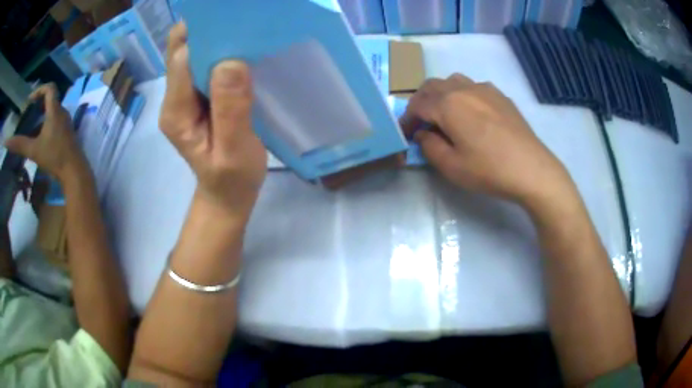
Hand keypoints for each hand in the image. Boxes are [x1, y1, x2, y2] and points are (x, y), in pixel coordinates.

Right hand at [4, 83, 87, 181]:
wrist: (74, 172)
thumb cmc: (54, 157)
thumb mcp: (33, 150)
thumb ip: (19, 144)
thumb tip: (7, 142)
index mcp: (55, 110)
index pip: (50, 88)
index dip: (40, 89)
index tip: (30, 100)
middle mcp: (62, 112)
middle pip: (51, 100)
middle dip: (39, 104)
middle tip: (29, 114)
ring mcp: (66, 123)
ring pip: (53, 113)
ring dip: (42, 116)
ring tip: (31, 128)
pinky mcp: (68, 133)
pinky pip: (56, 123)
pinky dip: (47, 125)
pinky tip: (39, 140)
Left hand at [160, 23, 266, 220]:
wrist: (227, 195)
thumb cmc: (231, 179)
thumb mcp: (233, 151)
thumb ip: (230, 110)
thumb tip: (231, 62)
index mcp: (176, 111)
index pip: (182, 58)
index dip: (202, 33)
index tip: (230, 17)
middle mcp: (174, 98)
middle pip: (184, 50)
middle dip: (208, 30)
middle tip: (241, 19)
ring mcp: (185, 96)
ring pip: (194, 54)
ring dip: (216, 39)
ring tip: (245, 30)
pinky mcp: (198, 97)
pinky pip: (205, 65)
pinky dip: (222, 53)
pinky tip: (242, 50)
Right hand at [401, 74, 572, 206]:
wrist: (532, 169)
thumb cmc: (489, 170)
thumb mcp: (451, 166)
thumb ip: (429, 146)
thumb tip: (423, 133)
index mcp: (448, 104)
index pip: (417, 104)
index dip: (406, 119)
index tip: (405, 134)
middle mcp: (463, 89)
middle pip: (432, 86)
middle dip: (420, 102)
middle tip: (421, 123)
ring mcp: (484, 89)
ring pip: (452, 81)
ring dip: (441, 94)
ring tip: (444, 115)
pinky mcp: (500, 96)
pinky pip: (473, 87)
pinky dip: (462, 95)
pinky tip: (471, 114)